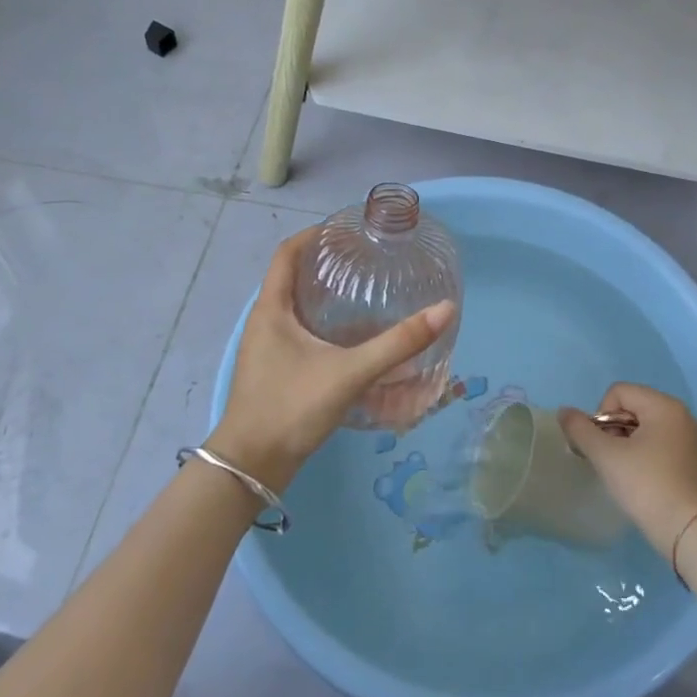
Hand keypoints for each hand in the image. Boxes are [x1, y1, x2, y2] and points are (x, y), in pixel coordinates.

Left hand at [209, 229, 455, 491]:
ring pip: (298, 306)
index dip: (314, 234)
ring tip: (365, 289)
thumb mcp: (349, 373)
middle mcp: (265, 322)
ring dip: (326, 293)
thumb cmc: (291, 408)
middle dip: (327, 262)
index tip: (347, 228)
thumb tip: (445, 310)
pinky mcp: (276, 370)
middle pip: (293, 276)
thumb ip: (398, 344)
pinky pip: (301, 331)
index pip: (287, 252)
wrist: (251, 468)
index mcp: (271, 309)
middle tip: (366, 257)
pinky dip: (325, 323)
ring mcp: (268, 348)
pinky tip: (353, 336)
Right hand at [559, 383, 696, 555]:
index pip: (618, 393)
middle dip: (613, 429)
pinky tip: (640, 478)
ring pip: (644, 426)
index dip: (601, 416)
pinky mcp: (692, 458)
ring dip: (626, 442)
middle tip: (610, 460)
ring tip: (624, 471)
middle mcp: (680, 414)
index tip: (604, 447)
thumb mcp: (606, 456)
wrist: (687, 531)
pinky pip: (658, 441)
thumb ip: (580, 430)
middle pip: (632, 407)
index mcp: (663, 405)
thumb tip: (564, 411)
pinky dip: (643, 452)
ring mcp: (689, 436)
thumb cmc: (646, 485)